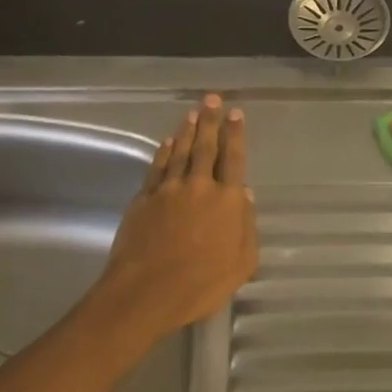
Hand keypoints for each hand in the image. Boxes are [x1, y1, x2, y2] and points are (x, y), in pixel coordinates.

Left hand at [97, 95, 258, 343]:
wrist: (146, 292)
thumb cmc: (201, 284)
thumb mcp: (242, 264)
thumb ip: (247, 228)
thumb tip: (246, 196)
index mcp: (227, 200)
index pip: (234, 159)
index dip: (235, 135)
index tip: (235, 113)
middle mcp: (200, 186)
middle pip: (207, 147)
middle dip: (211, 121)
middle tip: (212, 99)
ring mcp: (169, 190)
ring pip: (181, 152)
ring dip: (188, 131)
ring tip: (193, 113)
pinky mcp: (144, 199)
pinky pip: (157, 168)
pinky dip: (164, 152)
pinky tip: (168, 142)